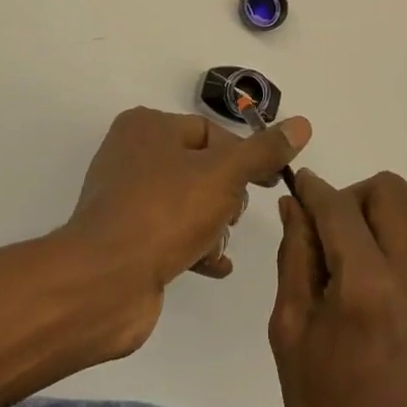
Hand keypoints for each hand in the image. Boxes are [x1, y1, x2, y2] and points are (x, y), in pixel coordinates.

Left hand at [63, 107, 310, 351]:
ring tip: (221, 245)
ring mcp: (125, 198)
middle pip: (200, 166)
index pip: (210, 131)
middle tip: (234, 216)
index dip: (244, 156)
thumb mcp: (225, 174)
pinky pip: (169, 233)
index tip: (269, 183)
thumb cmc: (166, 212)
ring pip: (187, 202)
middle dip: (226, 194)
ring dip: (213, 223)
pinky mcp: (123, 238)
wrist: (105, 282)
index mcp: (148, 126)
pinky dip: (195, 246)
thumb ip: (264, 151)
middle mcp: (131, 154)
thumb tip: (301, 124)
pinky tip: (216, 265)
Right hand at [270, 171, 406, 406]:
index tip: (300, 188)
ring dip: (376, 223)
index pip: (340, 205)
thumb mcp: (292, 333)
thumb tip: (296, 205)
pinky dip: (396, 249)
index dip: (315, 190)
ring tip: (352, 270)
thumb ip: (295, 256)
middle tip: (329, 235)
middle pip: (388, 191)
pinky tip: (379, 294)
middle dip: (353, 199)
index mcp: (368, 286)